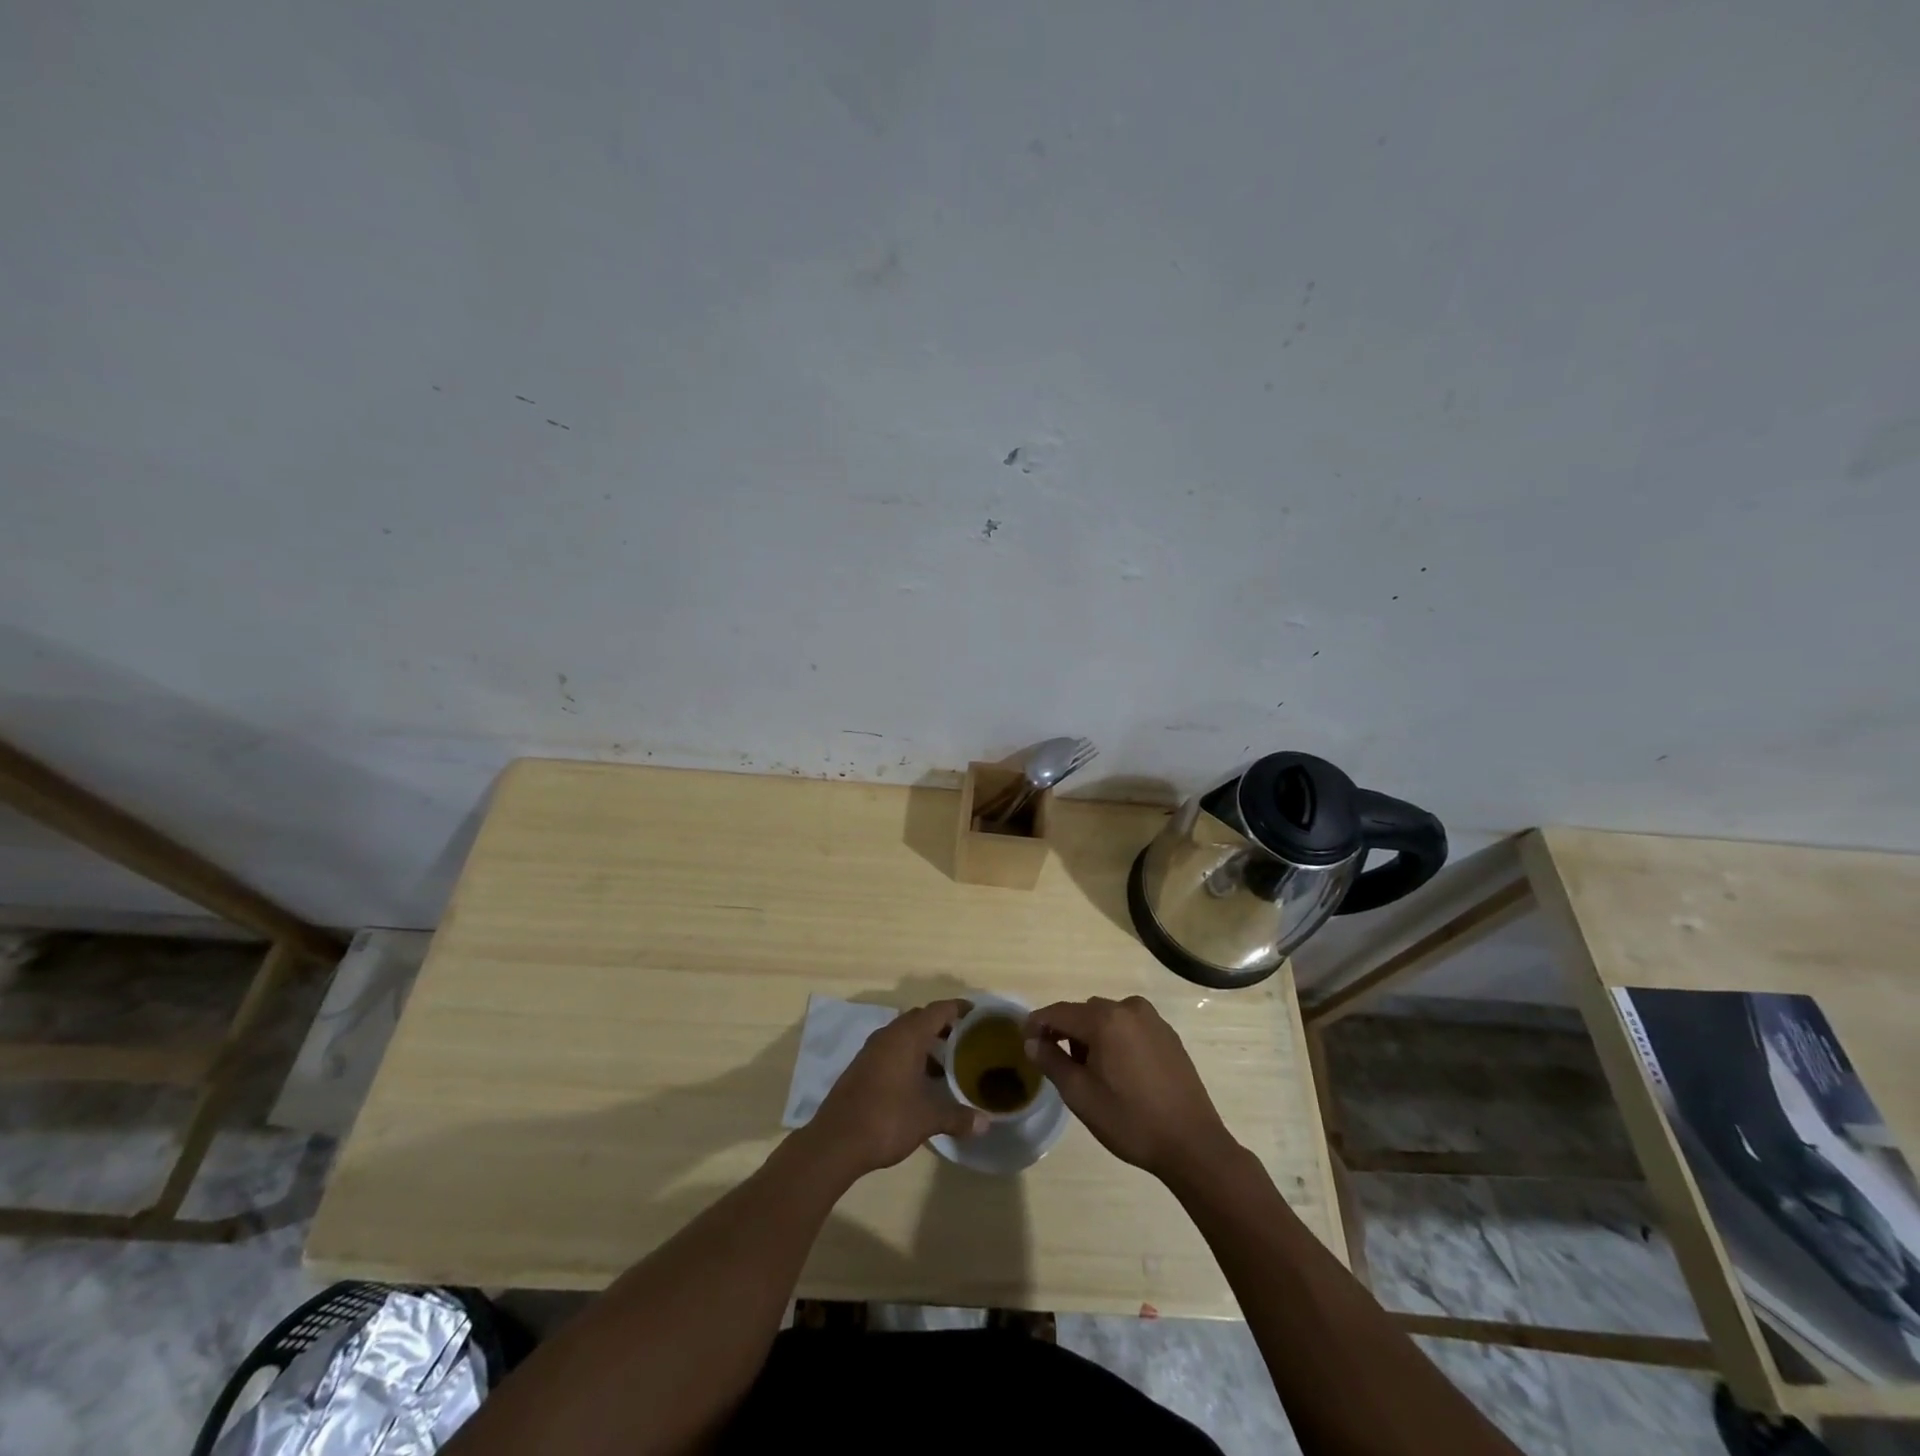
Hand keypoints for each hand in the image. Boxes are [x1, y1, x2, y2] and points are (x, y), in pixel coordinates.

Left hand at [804, 1000, 987, 1176]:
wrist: (836, 1141)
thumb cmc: (887, 1119)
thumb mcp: (928, 1118)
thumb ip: (958, 1117)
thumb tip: (985, 1123)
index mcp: (907, 1036)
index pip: (939, 1010)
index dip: (959, 1009)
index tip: (978, 1014)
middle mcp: (889, 1035)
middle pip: (921, 1019)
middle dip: (943, 1026)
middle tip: (966, 1041)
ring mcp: (872, 1050)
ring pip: (904, 1035)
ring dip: (925, 1044)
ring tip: (947, 1065)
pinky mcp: (862, 1067)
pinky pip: (892, 1050)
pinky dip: (909, 1057)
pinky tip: (920, 1082)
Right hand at [1024, 996, 1237, 1181]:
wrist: (1192, 1143)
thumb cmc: (1130, 1120)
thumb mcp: (1081, 1095)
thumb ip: (1051, 1061)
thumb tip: (1032, 1042)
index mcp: (1105, 1020)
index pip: (1059, 1012)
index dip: (1037, 1024)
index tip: (1024, 1040)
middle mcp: (1128, 1008)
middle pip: (1084, 1012)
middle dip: (1067, 1032)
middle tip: (1059, 1064)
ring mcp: (1152, 1019)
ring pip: (1108, 1018)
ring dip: (1092, 1035)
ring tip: (1091, 1071)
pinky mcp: (1167, 1034)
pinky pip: (1129, 1026)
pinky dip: (1116, 1039)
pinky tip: (1119, 1071)